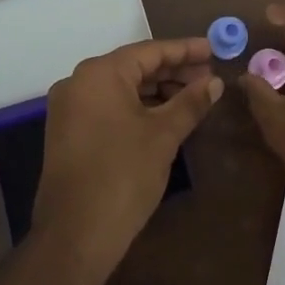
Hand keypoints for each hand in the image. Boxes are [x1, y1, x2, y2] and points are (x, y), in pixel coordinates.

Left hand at [36, 37, 222, 263]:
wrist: (75, 235)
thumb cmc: (123, 175)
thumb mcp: (164, 135)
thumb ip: (190, 102)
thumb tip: (214, 82)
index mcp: (99, 74)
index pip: (150, 51)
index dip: (185, 50)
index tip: (214, 49)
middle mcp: (79, 83)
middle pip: (135, 67)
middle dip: (173, 72)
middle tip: (209, 78)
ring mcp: (70, 108)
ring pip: (122, 88)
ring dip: (157, 91)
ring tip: (193, 98)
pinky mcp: (69, 132)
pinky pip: (110, 107)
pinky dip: (138, 108)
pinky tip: (166, 117)